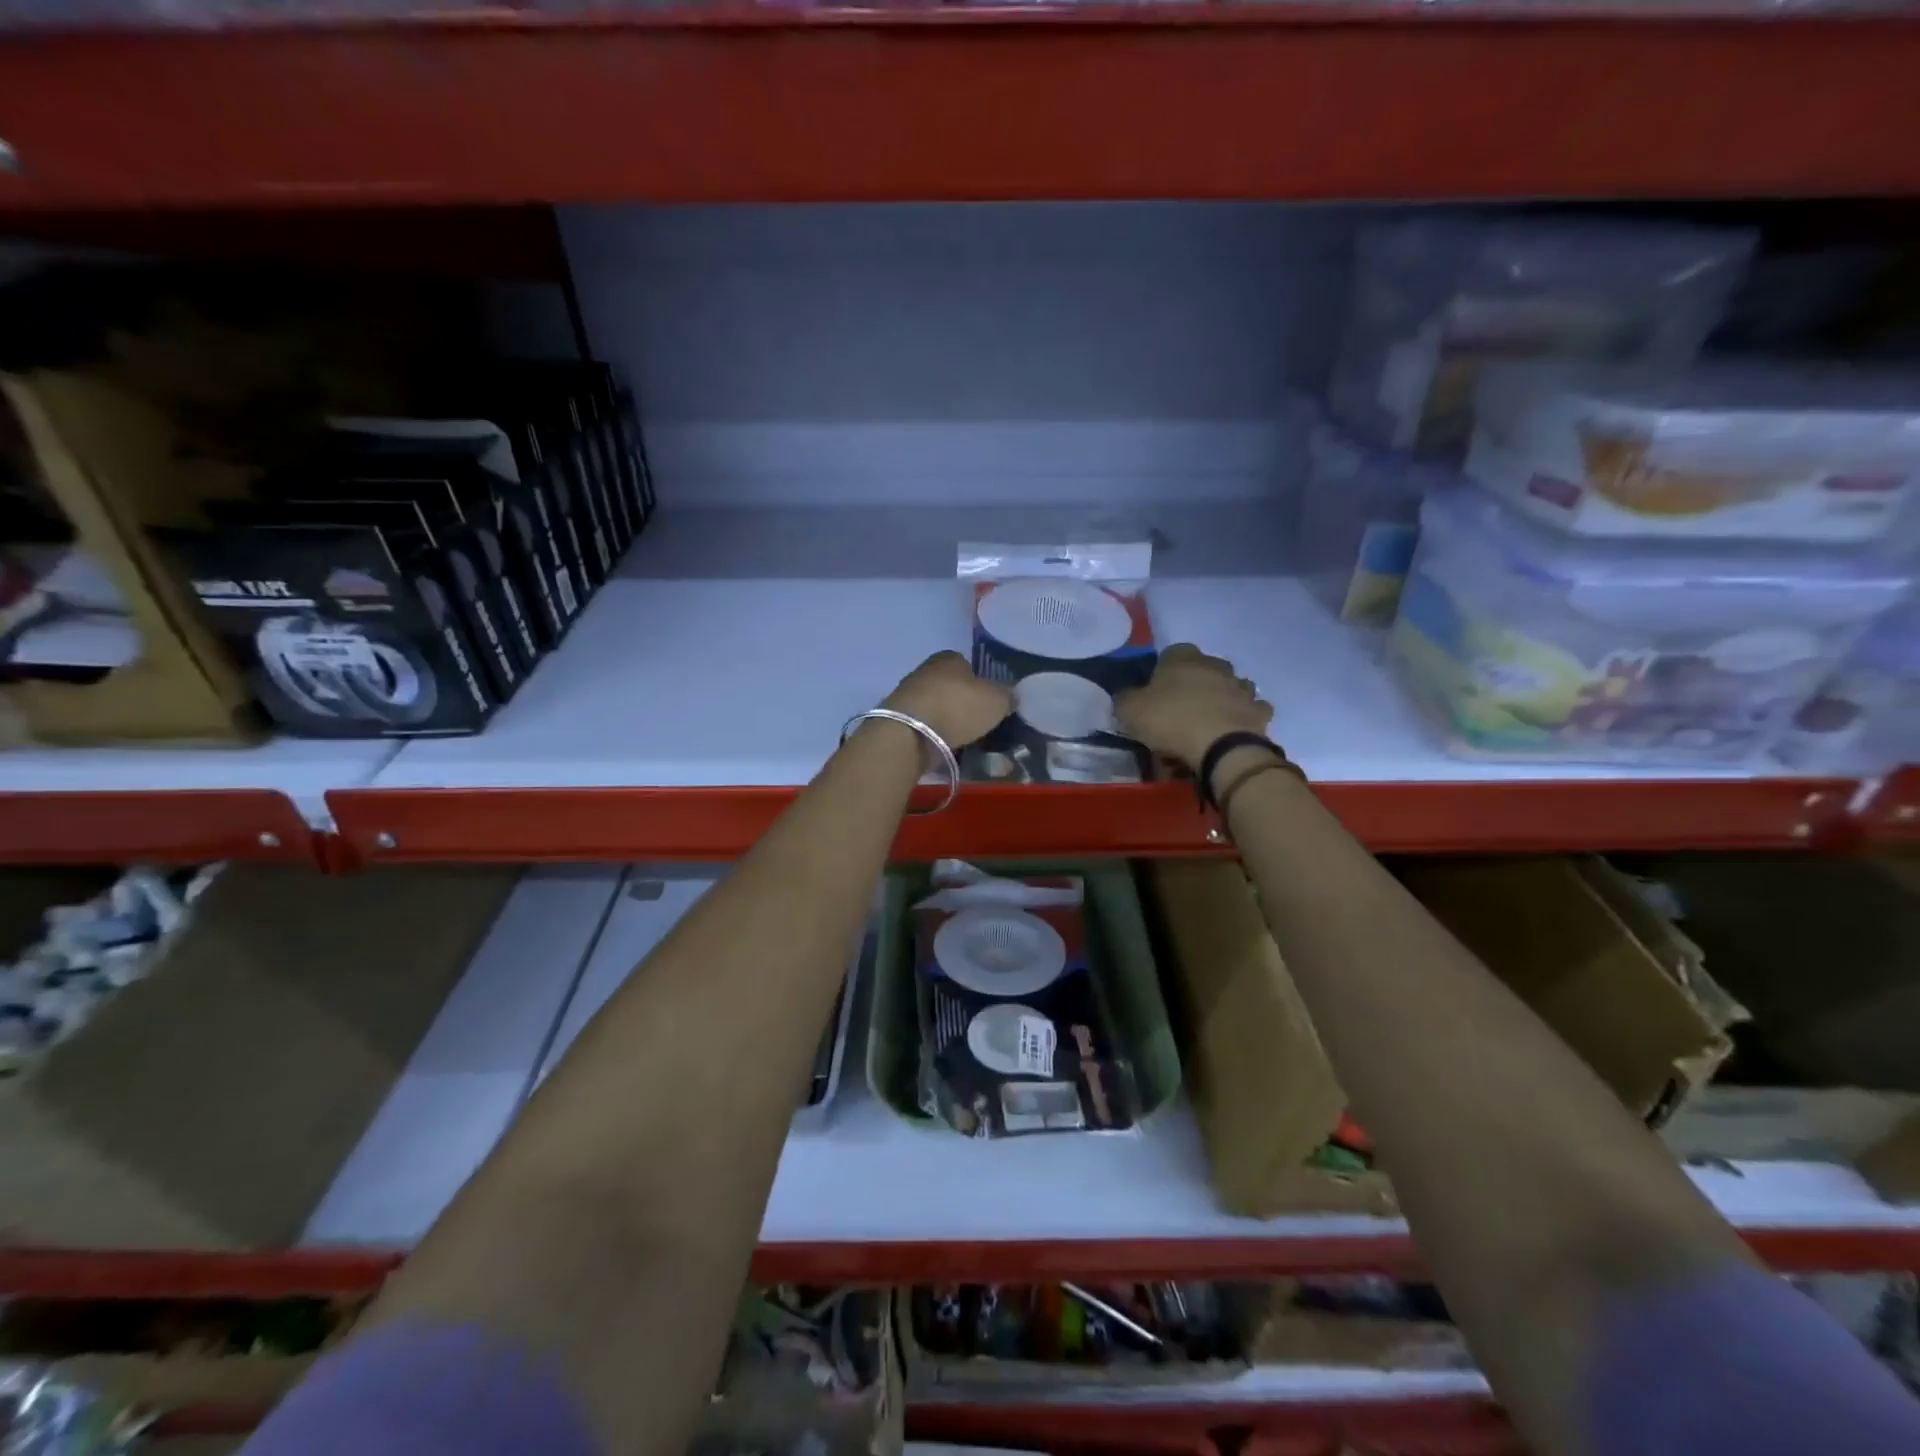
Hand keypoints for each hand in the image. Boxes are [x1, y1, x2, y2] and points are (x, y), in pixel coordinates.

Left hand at [883, 651, 1012, 750]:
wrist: (910, 733)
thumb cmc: (957, 707)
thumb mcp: (996, 700)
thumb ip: (1007, 696)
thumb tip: (1010, 696)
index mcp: (949, 658)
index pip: (969, 666)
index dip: (982, 684)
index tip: (991, 704)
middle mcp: (926, 671)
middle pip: (952, 688)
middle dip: (965, 705)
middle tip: (981, 725)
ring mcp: (909, 695)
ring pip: (938, 708)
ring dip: (950, 723)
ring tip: (967, 742)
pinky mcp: (898, 721)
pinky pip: (925, 727)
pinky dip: (936, 737)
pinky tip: (947, 750)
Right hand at [1115, 643, 1272, 771]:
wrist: (1221, 747)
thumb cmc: (1171, 721)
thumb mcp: (1130, 710)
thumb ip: (1124, 698)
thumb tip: (1125, 695)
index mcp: (1182, 658)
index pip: (1171, 653)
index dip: (1162, 671)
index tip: (1155, 692)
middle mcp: (1214, 665)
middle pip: (1203, 668)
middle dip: (1194, 683)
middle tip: (1180, 708)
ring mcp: (1241, 686)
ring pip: (1230, 686)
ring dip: (1221, 697)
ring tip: (1207, 721)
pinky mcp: (1258, 711)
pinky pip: (1250, 710)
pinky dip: (1242, 717)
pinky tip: (1230, 731)